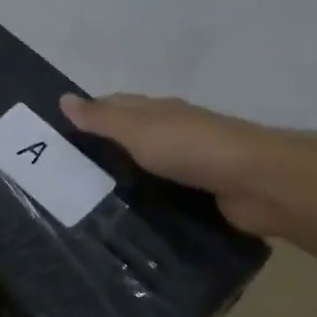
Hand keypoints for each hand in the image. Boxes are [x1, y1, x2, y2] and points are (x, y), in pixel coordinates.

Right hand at [60, 92, 295, 236]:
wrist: (257, 182)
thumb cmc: (193, 148)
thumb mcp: (139, 130)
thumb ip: (103, 119)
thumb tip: (63, 98)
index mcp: (160, 111)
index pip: (118, 106)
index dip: (91, 113)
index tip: (59, 134)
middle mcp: (176, 133)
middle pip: (133, 137)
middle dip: (105, 150)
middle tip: (67, 178)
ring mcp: (192, 165)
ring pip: (149, 169)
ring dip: (126, 179)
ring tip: (88, 204)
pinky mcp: (204, 195)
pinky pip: (166, 196)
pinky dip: (148, 202)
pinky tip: (129, 219)